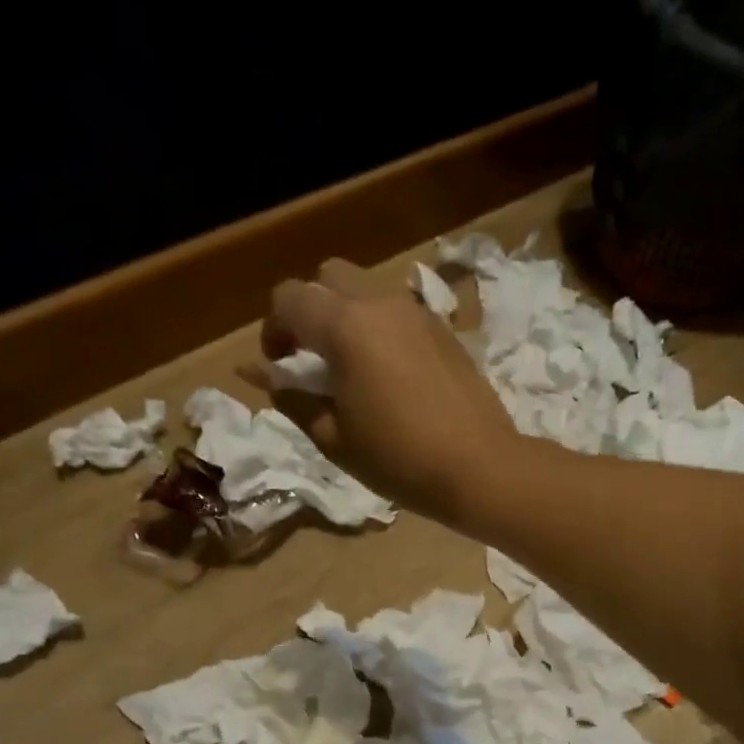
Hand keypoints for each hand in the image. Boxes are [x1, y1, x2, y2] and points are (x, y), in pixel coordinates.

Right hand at [259, 258, 523, 525]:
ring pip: (367, 291)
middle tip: (313, 358)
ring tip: (354, 368)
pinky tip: (392, 375)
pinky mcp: (445, 329)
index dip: (274, 329)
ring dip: (348, 317)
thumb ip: (293, 399)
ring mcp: (418, 313)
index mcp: (345, 326)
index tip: (280, 366)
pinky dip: (382, 329)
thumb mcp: (334, 438)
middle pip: (329, 277)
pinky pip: (399, 313)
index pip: (289, 298)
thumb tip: (264, 377)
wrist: (479, 467)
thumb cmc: (398, 459)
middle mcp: (380, 303)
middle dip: (311, 310)